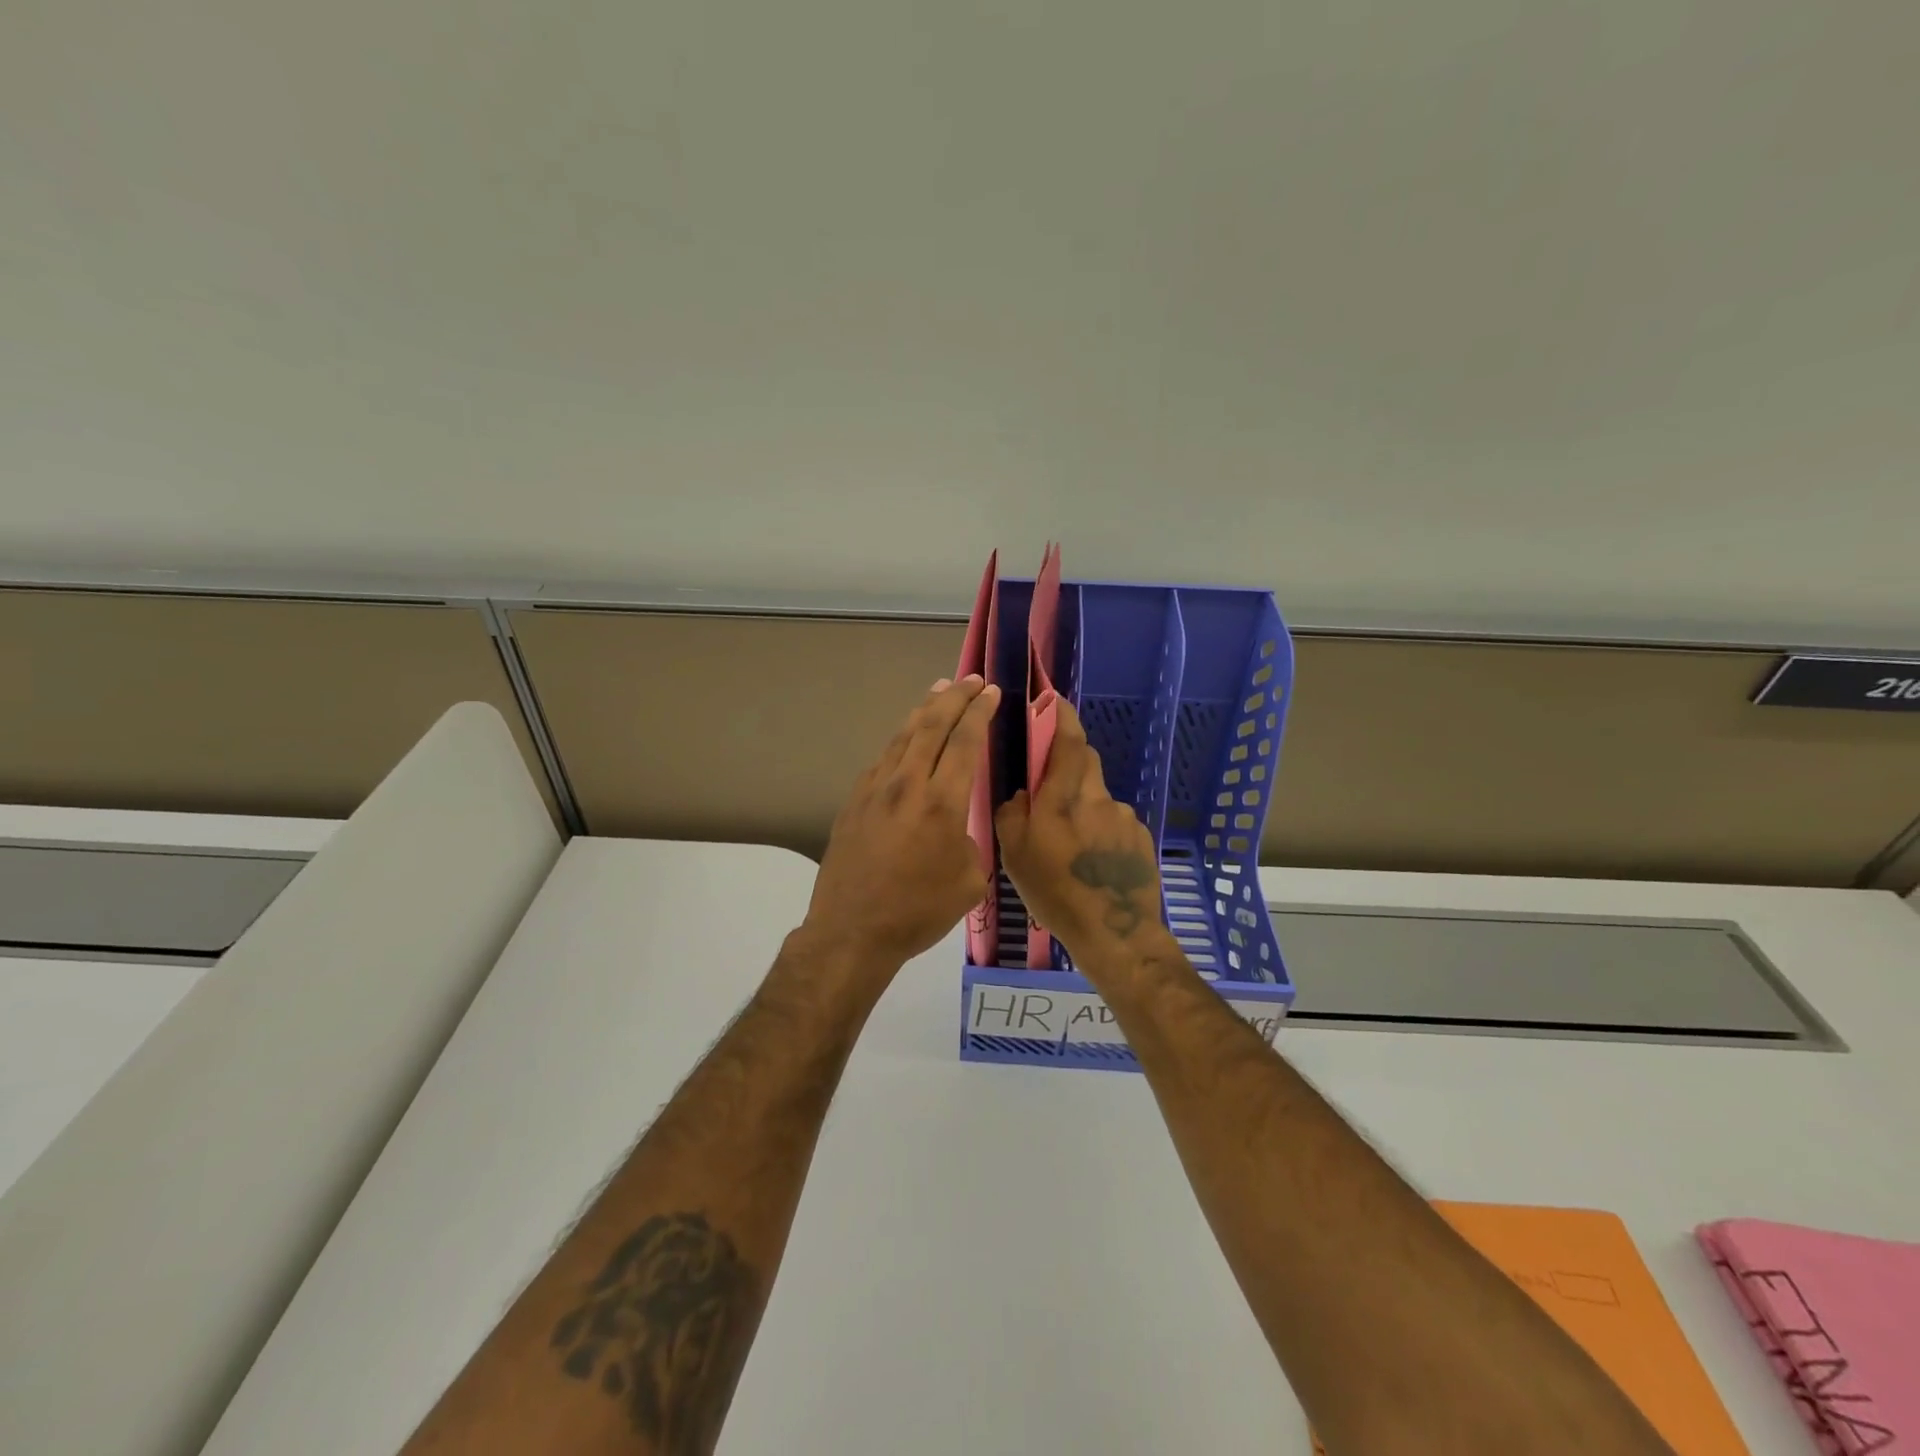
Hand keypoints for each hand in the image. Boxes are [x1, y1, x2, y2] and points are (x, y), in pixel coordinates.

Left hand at [801, 675, 1001, 978]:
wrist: (852, 931)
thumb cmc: (918, 911)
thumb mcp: (968, 880)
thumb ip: (970, 841)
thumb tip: (957, 827)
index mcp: (942, 803)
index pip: (964, 741)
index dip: (980, 712)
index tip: (992, 692)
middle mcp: (907, 784)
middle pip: (931, 725)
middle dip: (955, 697)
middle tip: (972, 680)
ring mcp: (875, 790)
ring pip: (903, 736)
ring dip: (924, 710)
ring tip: (939, 691)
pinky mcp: (854, 801)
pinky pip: (883, 758)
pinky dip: (902, 740)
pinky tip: (907, 740)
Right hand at [996, 700, 1165, 974]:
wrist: (1114, 932)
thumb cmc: (1055, 893)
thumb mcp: (1014, 856)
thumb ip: (1011, 814)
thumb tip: (1022, 794)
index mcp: (1062, 799)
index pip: (1067, 742)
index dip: (1062, 717)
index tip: (1055, 701)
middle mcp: (1097, 798)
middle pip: (1086, 761)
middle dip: (1069, 760)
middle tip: (1051, 784)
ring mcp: (1123, 817)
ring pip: (1099, 794)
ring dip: (1084, 804)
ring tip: (1072, 844)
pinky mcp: (1140, 837)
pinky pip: (1115, 821)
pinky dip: (1102, 829)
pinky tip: (1094, 861)